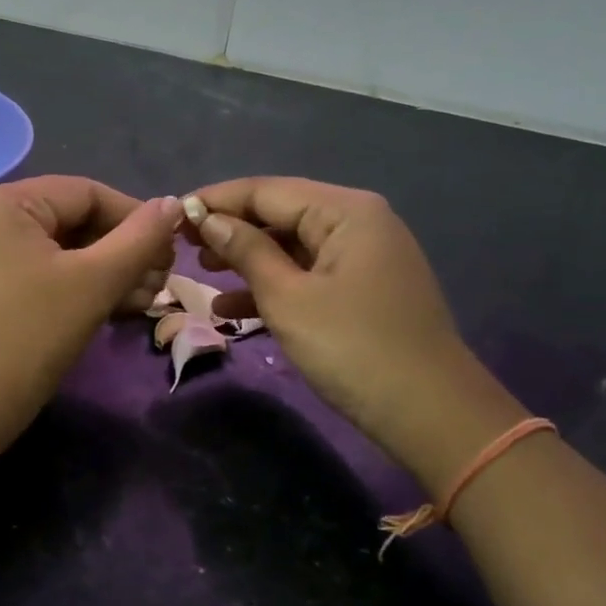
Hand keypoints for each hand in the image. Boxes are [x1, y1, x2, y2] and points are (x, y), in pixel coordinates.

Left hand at [0, 177, 181, 451]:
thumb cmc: (28, 336)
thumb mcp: (94, 283)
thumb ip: (140, 239)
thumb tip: (173, 204)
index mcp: (3, 202)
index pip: (85, 193)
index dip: (135, 218)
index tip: (171, 252)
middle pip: (70, 221)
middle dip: (121, 252)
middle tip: (160, 284)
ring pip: (55, 252)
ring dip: (103, 274)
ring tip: (143, 302)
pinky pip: (34, 275)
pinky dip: (72, 288)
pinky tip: (109, 310)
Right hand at [185, 178, 517, 475]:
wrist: (432, 416)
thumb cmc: (353, 349)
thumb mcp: (288, 298)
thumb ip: (246, 251)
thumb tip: (208, 219)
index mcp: (346, 211)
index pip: (267, 190)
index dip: (217, 200)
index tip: (173, 214)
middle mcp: (359, 223)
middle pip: (281, 214)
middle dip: (231, 229)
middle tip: (182, 246)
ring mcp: (364, 258)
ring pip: (292, 247)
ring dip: (247, 260)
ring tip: (201, 271)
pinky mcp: (364, 291)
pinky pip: (309, 275)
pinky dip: (273, 288)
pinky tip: (231, 310)